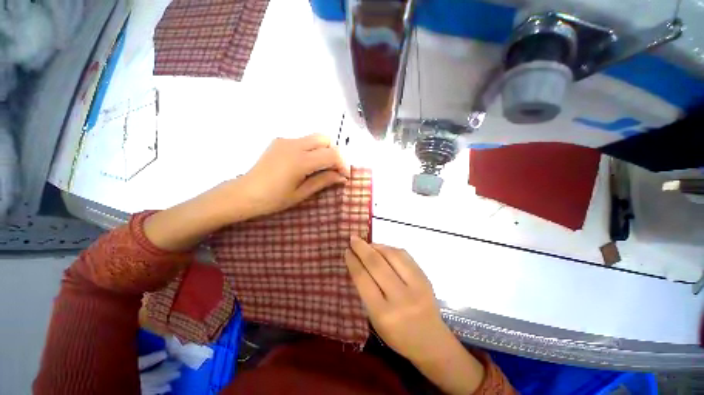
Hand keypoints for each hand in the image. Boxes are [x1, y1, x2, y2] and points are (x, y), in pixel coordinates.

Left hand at [234, 134, 349, 217]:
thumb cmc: (273, 199)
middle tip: (332, 169)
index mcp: (300, 161)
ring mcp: (285, 140)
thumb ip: (324, 181)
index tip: (344, 176)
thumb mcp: (302, 193)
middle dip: (334, 153)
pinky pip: (303, 140)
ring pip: (314, 137)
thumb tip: (342, 177)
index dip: (343, 164)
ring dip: (323, 150)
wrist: (244, 193)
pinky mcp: (279, 141)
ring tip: (320, 168)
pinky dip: (311, 149)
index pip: (332, 154)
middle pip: (325, 138)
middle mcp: (294, 144)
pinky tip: (305, 164)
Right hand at [345, 236, 451, 362]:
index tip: (347, 251)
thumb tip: (358, 263)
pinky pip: (405, 256)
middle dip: (362, 249)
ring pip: (392, 256)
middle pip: (377, 265)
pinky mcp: (425, 278)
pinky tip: (383, 248)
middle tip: (353, 239)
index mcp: (383, 313)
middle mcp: (400, 298)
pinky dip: (391, 249)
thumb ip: (366, 292)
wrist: (431, 341)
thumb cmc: (397, 334)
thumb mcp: (375, 320)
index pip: (363, 280)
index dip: (353, 262)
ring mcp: (416, 286)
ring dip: (377, 246)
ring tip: (367, 244)